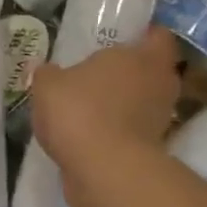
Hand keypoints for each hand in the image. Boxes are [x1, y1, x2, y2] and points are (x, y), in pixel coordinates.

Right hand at [31, 26, 179, 173]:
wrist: (103, 172)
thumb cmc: (80, 111)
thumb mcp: (48, 84)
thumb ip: (48, 73)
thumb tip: (46, 71)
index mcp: (144, 57)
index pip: (158, 36)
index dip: (145, 35)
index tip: (125, 37)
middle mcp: (161, 85)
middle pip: (153, 71)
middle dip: (131, 71)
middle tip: (101, 72)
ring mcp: (160, 121)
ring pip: (143, 103)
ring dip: (123, 104)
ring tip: (90, 106)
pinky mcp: (151, 151)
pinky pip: (133, 131)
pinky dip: (116, 131)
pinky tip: (88, 135)